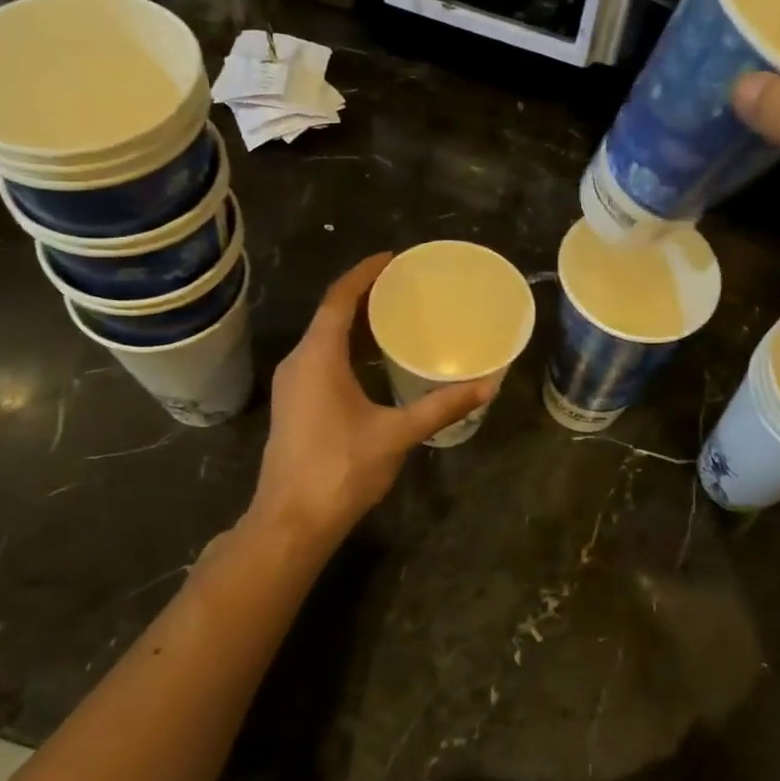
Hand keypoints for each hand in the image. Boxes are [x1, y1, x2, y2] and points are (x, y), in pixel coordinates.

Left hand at [244, 254, 495, 551]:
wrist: (292, 522)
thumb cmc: (341, 470)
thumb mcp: (397, 434)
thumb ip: (442, 407)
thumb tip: (488, 386)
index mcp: (317, 357)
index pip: (339, 299)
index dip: (364, 274)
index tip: (392, 258)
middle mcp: (298, 363)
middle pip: (330, 315)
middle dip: (364, 296)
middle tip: (404, 287)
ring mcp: (291, 386)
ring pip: (324, 339)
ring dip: (355, 324)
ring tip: (394, 317)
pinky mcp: (294, 405)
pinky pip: (321, 360)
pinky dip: (347, 349)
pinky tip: (374, 362)